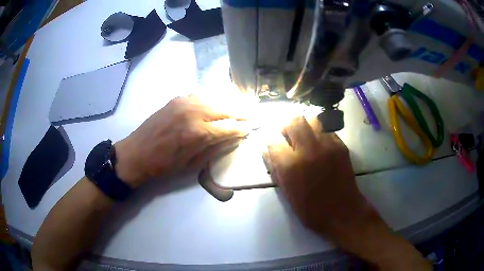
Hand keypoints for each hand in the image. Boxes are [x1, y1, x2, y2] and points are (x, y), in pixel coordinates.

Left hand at [114, 95, 252, 186]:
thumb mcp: (192, 163)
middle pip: (226, 108)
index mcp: (198, 133)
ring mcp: (185, 102)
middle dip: (243, 112)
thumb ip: (215, 147)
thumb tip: (234, 137)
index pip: (230, 126)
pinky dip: (215, 98)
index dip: (244, 127)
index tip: (254, 127)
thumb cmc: (164, 165)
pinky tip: (221, 101)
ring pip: (216, 98)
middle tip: (256, 113)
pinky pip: (202, 95)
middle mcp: (194, 112)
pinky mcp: (178, 98)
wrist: (137, 153)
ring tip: (244, 106)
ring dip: (232, 102)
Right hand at [265, 116, 374, 237]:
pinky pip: (325, 129)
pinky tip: (319, 144)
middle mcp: (308, 150)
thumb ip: (275, 167)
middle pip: (293, 120)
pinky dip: (318, 133)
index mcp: (291, 165)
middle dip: (286, 125)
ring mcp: (327, 145)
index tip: (273, 142)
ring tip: (303, 136)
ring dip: (303, 124)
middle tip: (288, 135)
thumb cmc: (310, 209)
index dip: (271, 139)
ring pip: (311, 118)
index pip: (273, 138)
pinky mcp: (340, 145)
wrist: (342, 211)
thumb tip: (267, 149)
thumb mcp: (286, 191)